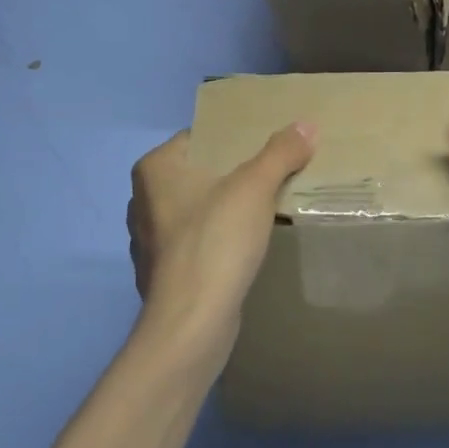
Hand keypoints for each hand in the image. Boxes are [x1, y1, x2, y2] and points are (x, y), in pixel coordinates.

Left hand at [127, 123, 315, 362]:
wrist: (191, 323)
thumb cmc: (215, 240)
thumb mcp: (255, 187)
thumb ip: (280, 152)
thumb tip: (306, 124)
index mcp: (155, 170)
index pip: (198, 138)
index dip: (232, 139)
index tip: (264, 145)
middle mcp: (142, 201)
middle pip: (198, 175)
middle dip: (231, 175)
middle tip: (270, 174)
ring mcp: (149, 241)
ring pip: (195, 211)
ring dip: (223, 210)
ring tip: (261, 210)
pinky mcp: (161, 275)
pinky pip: (194, 244)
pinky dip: (215, 241)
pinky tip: (241, 247)